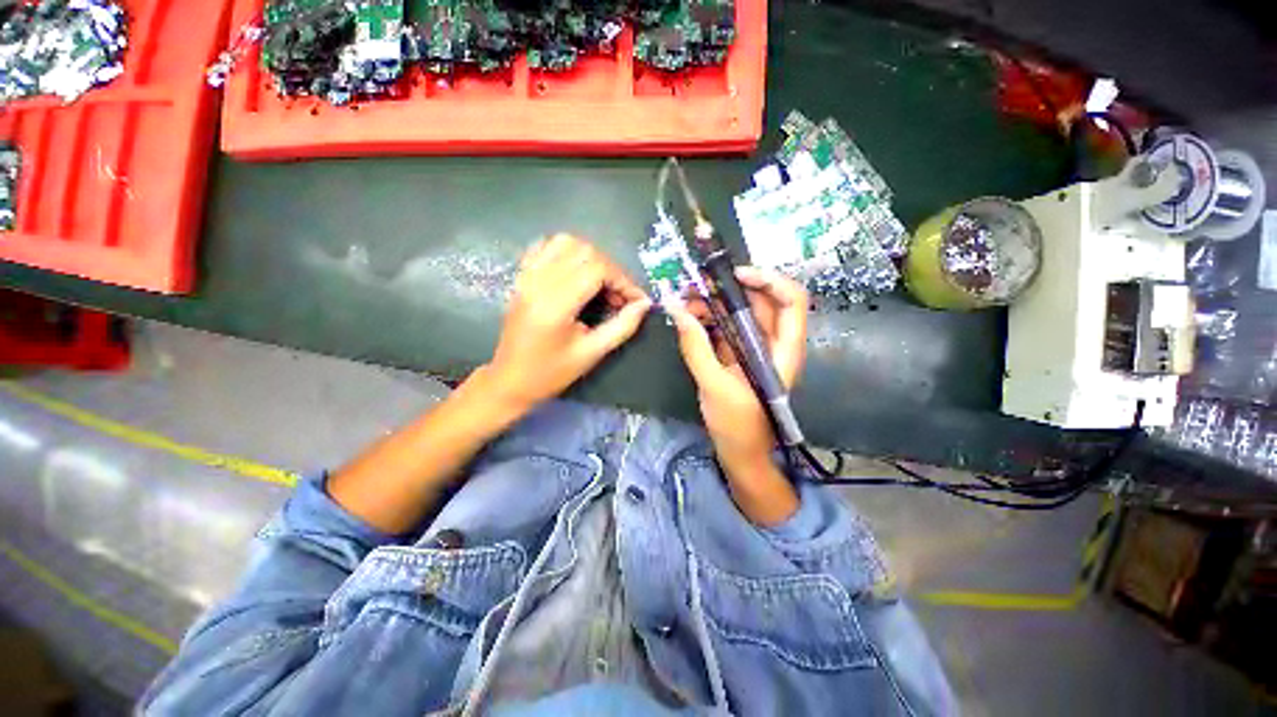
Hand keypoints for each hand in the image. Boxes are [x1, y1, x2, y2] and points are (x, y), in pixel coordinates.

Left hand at [484, 234, 650, 412]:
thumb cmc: (551, 372)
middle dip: (611, 269)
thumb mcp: (592, 353)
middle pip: (584, 251)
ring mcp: (526, 277)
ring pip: (565, 242)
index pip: (597, 269)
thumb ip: (622, 326)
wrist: (510, 380)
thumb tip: (644, 305)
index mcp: (555, 305)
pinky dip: (567, 252)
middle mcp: (538, 283)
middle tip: (618, 296)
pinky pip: (545, 247)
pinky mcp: (521, 277)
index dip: (623, 280)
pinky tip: (576, 273)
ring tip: (600, 283)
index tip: (635, 300)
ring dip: (591, 257)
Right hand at [665, 267, 807, 521]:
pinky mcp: (737, 354)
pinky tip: (688, 318)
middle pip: (760, 301)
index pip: (791, 300)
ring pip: (740, 312)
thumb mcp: (714, 386)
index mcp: (783, 350)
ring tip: (685, 302)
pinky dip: (708, 318)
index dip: (768, 280)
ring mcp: (753, 347)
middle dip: (729, 289)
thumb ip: (695, 347)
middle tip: (696, 285)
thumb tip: (676, 309)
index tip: (734, 276)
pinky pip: (726, 326)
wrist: (739, 453)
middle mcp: (773, 343)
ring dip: (713, 303)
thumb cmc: (737, 426)